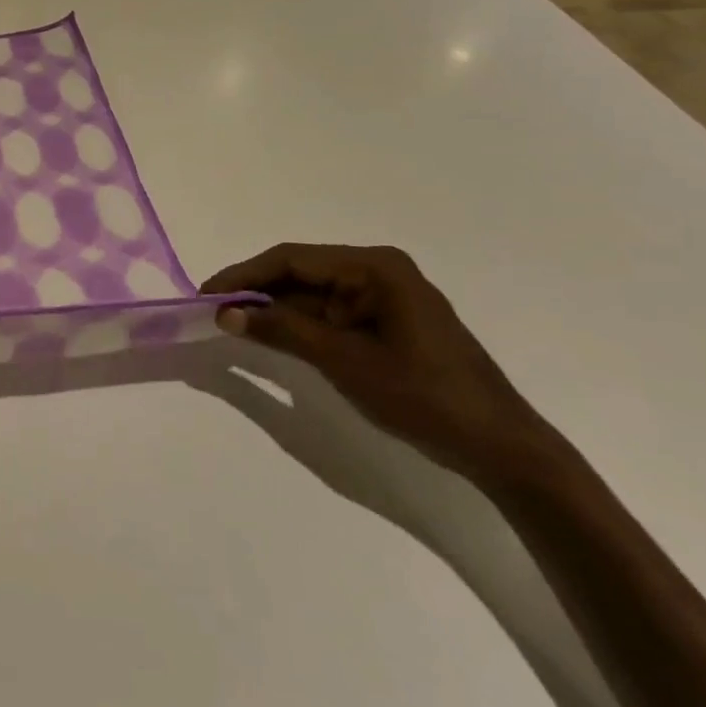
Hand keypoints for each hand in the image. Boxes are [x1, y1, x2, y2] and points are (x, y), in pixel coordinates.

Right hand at [201, 244, 558, 483]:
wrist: (499, 447)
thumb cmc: (423, 396)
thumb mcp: (343, 361)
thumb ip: (282, 330)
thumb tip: (226, 313)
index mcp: (374, 267)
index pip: (292, 259)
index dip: (244, 275)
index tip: (206, 295)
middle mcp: (378, 271)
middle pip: (301, 272)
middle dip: (257, 292)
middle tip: (214, 313)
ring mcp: (384, 297)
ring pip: (313, 294)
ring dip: (276, 309)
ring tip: (233, 326)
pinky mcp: (387, 322)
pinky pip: (331, 314)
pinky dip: (300, 325)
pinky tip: (273, 336)